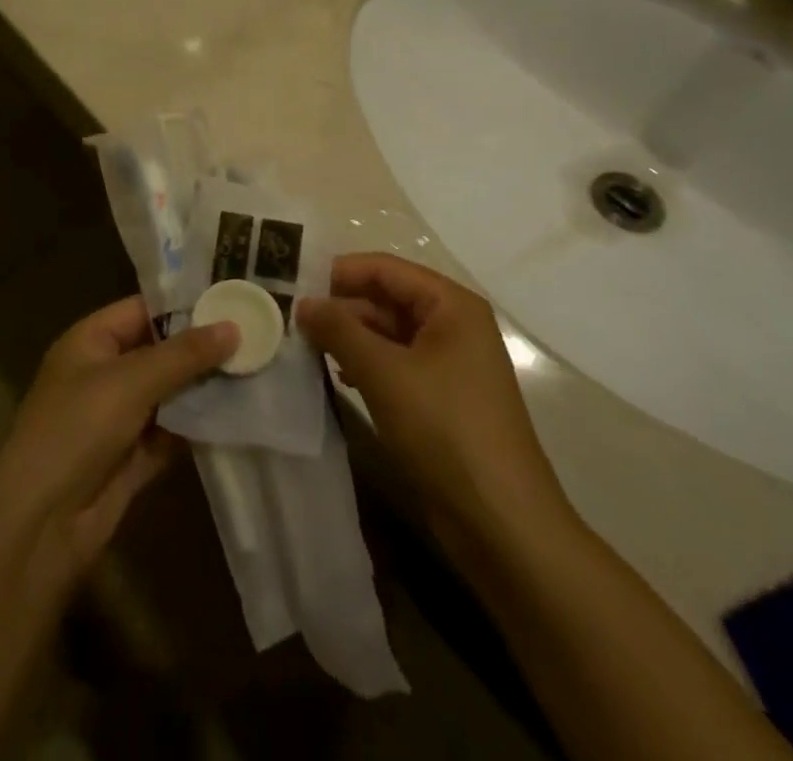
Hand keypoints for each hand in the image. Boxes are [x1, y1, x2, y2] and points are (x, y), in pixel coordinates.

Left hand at [0, 296, 236, 594]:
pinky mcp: (132, 458)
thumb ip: (184, 354)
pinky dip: (199, 425)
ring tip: (258, 366)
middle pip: (160, 351)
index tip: (233, 295)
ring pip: (170, 393)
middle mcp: (103, 373)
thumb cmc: (77, 429)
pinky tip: (239, 412)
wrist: (40, 525)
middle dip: (203, 347)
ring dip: (205, 386)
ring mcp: (118, 418)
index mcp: (90, 341)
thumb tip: (233, 326)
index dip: (185, 303)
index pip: (143, 309)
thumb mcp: (131, 381)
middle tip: (258, 331)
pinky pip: (172, 431)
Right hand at [298, 254, 572, 543]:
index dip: (340, 272)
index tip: (293, 282)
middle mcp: (454, 324)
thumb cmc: (445, 430)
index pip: (385, 268)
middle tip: (291, 317)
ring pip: (389, 332)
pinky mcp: (442, 396)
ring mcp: (450, 362)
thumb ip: (340, 330)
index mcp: (451, 304)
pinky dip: (367, 363)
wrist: (501, 523)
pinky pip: (397, 362)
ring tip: (305, 344)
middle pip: (387, 297)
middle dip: (342, 306)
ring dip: (350, 336)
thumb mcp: (384, 373)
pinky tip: (338, 374)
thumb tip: (304, 302)